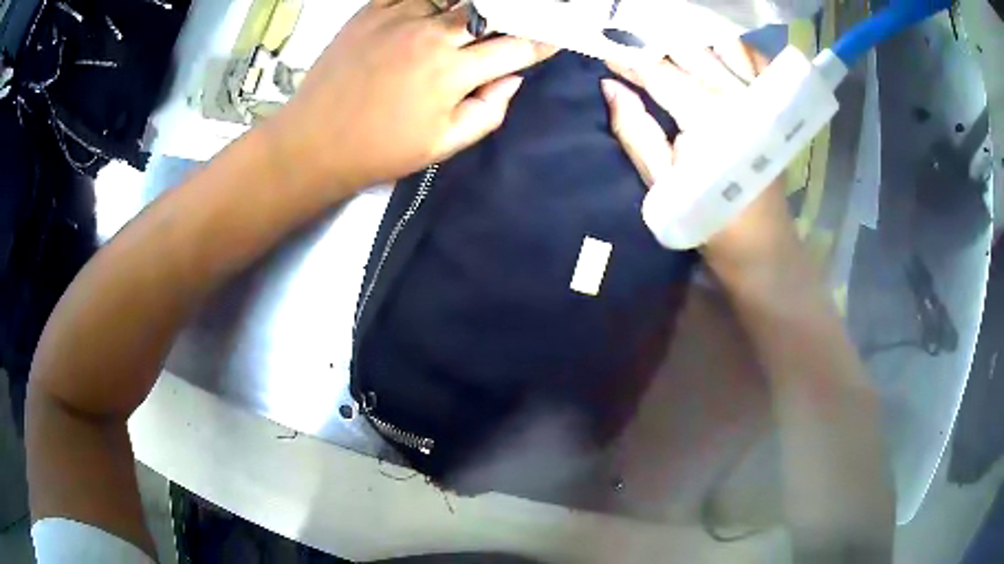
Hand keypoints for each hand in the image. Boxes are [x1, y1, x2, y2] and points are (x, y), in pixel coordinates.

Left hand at [268, 0, 554, 192]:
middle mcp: (431, 35)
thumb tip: (513, 79)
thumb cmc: (380, 150)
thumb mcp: (443, 145)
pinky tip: (437, 8)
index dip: (542, 42)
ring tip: (475, 18)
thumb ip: (488, 111)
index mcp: (453, 72)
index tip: (556, 38)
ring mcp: (398, 18)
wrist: (314, 142)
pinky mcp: (370, 12)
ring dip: (471, 6)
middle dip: (516, 13)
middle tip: (524, 17)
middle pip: (490, 10)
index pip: (516, 47)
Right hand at [601, 41, 799, 275]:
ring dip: (693, 39)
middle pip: (689, 48)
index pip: (659, 71)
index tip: (603, 50)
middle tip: (629, 40)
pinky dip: (732, 49)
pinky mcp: (773, 104)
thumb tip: (609, 86)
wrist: (762, 246)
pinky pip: (755, 59)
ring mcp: (760, 96)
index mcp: (707, 115)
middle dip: (655, 40)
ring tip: (668, 45)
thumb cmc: (707, 219)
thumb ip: (635, 130)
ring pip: (723, 44)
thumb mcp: (661, 183)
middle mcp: (737, 94)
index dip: (628, 58)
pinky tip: (714, 54)